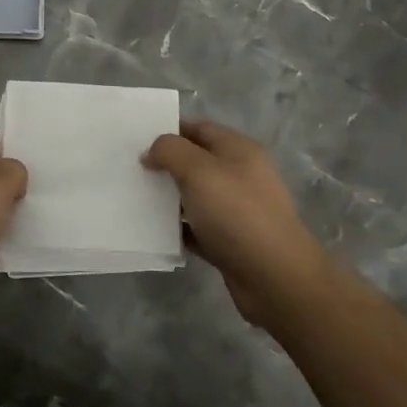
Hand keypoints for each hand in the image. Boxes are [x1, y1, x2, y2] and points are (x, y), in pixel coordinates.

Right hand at [144, 119, 325, 329]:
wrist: (276, 278)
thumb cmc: (237, 214)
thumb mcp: (199, 170)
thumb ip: (170, 151)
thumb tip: (151, 153)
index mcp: (238, 150)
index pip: (198, 128)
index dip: (168, 130)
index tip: (136, 140)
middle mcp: (240, 175)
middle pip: (195, 162)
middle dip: (165, 164)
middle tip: (130, 170)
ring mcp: (237, 210)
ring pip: (194, 196)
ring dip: (168, 198)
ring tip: (134, 198)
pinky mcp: (230, 241)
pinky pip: (197, 227)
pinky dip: (178, 228)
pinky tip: (154, 230)